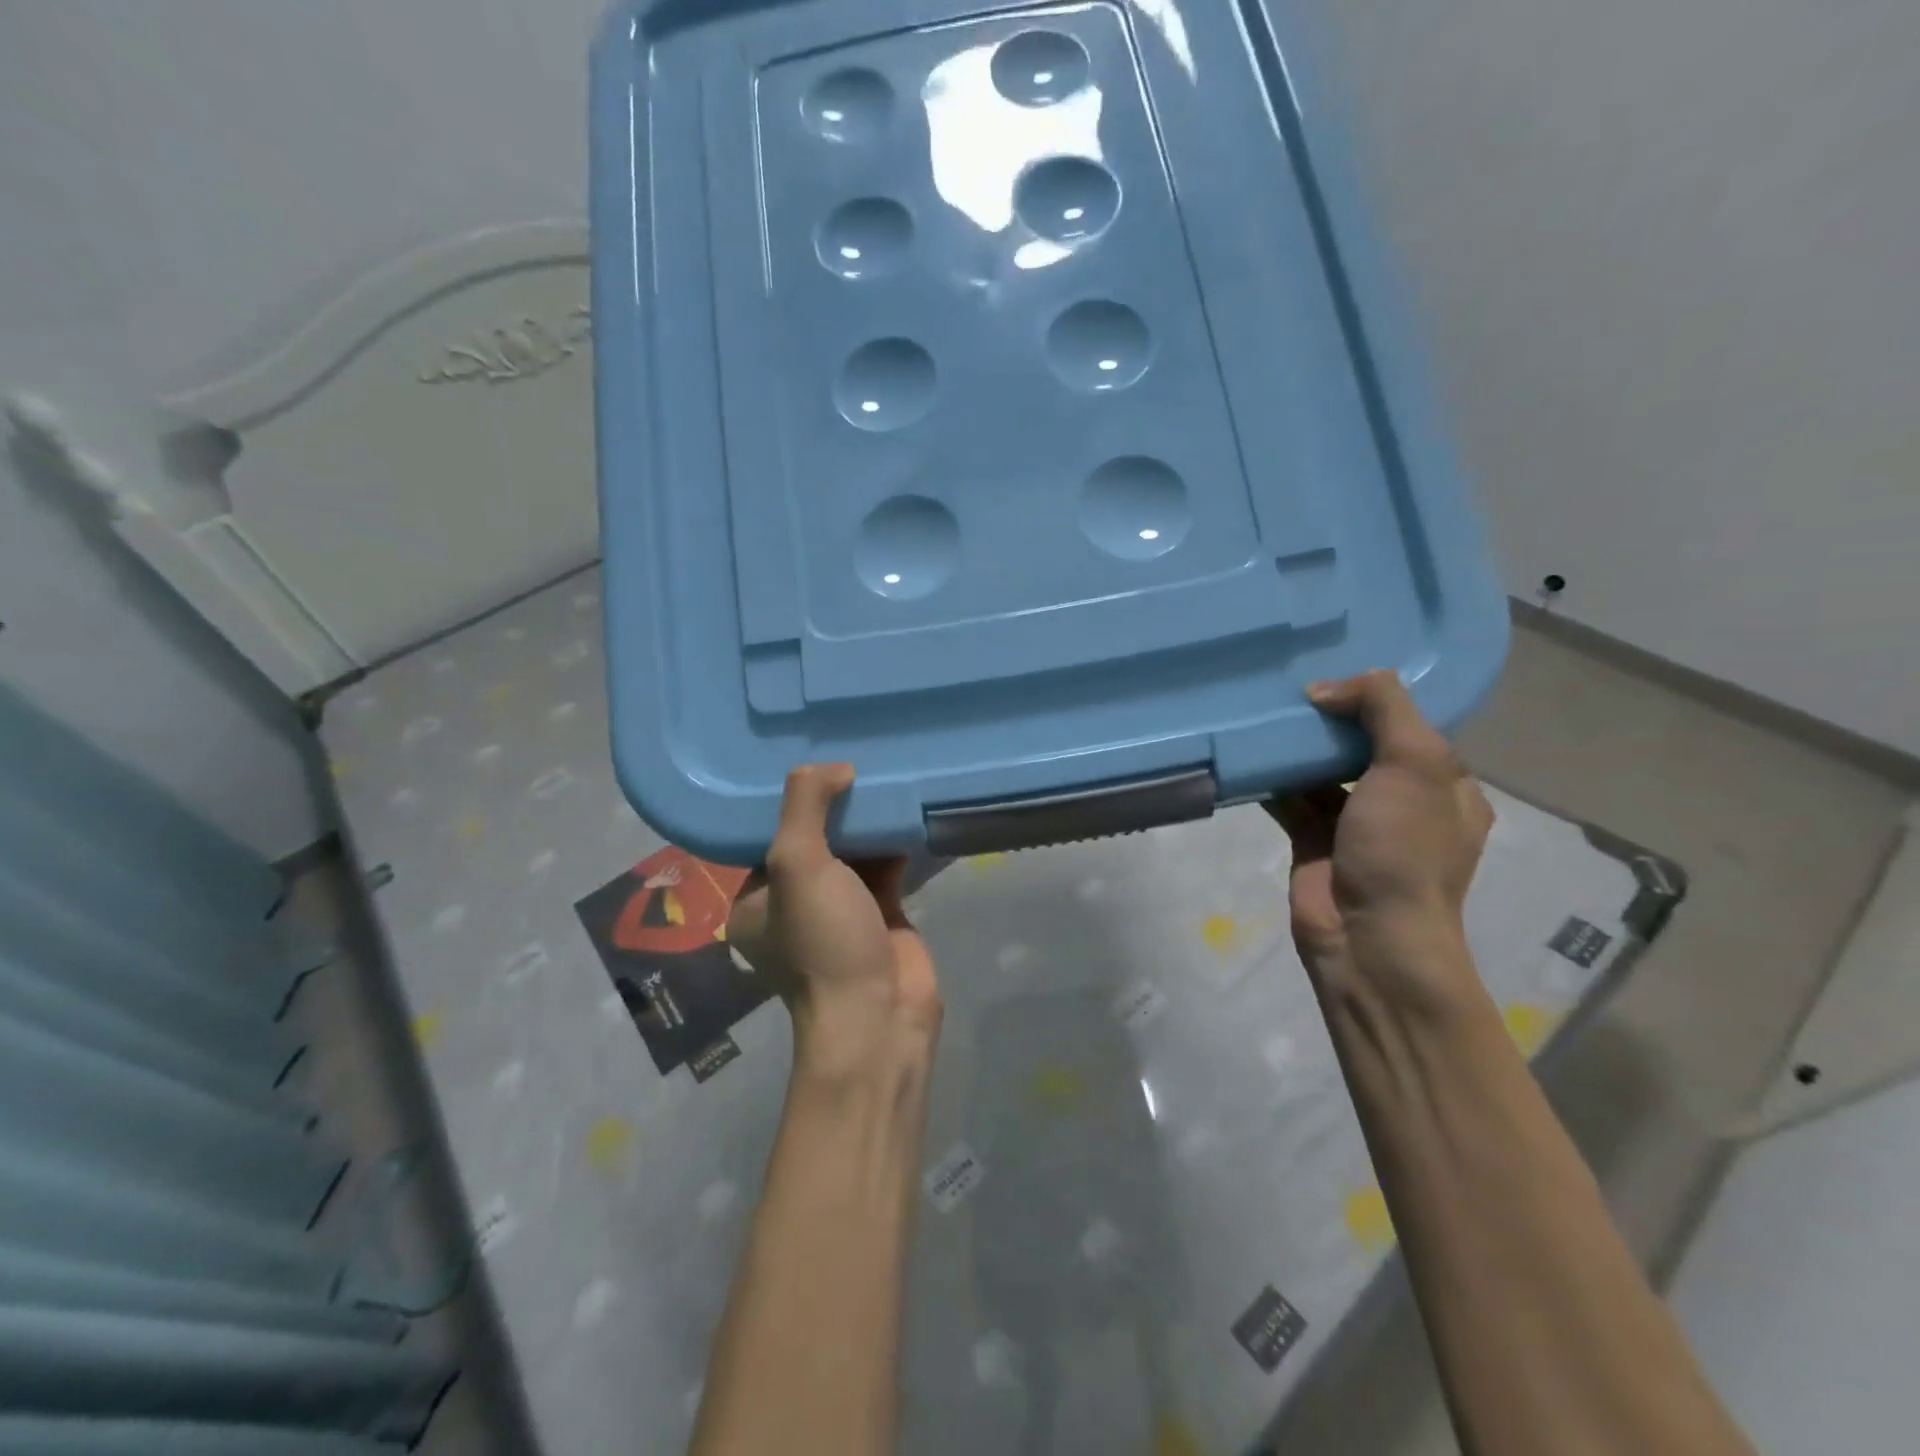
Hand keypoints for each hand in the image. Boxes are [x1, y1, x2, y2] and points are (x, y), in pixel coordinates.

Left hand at [727, 764, 941, 1077]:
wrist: (878, 1016)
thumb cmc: (822, 941)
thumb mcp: (797, 865)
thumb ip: (805, 806)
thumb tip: (833, 767)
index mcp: (755, 900)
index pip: (763, 837)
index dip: (785, 801)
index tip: (809, 762)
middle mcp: (792, 905)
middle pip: (811, 841)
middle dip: (830, 806)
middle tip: (851, 762)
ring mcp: (838, 912)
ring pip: (849, 854)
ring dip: (864, 822)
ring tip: (879, 774)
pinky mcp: (879, 916)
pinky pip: (883, 868)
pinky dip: (892, 844)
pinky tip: (904, 810)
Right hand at [1266, 671, 1491, 1008]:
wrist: (1368, 936)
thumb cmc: (1404, 848)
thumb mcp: (1415, 764)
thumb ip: (1382, 709)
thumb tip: (1325, 689)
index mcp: (1444, 785)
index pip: (1413, 726)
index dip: (1378, 698)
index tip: (1336, 669)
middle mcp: (1403, 802)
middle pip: (1363, 745)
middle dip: (1331, 719)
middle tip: (1290, 686)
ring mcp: (1356, 824)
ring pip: (1323, 771)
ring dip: (1298, 747)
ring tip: (1263, 712)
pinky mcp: (1313, 841)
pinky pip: (1291, 799)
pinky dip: (1272, 779)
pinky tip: (1249, 755)